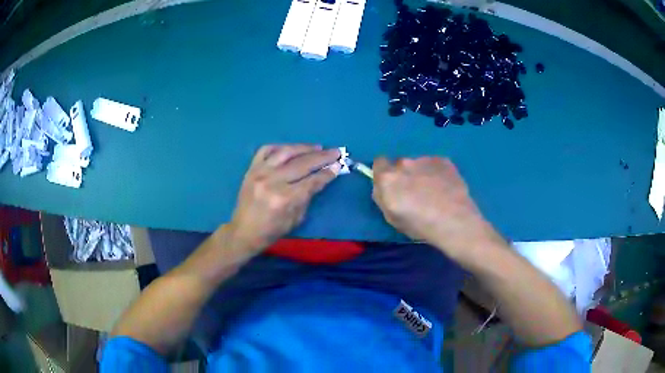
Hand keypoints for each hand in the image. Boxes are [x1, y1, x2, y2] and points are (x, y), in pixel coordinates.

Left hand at [228, 144, 340, 251]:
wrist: (243, 231)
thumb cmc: (272, 231)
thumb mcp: (296, 219)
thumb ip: (307, 196)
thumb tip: (320, 178)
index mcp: (284, 199)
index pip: (311, 181)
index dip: (327, 173)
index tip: (338, 165)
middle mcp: (272, 182)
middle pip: (302, 164)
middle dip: (322, 157)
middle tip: (335, 152)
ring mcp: (259, 172)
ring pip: (285, 152)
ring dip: (304, 147)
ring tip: (317, 147)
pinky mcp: (251, 169)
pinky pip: (266, 150)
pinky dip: (280, 147)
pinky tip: (291, 149)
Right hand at [372, 157, 503, 260]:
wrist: (455, 221)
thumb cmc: (420, 225)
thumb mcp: (391, 218)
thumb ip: (383, 197)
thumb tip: (384, 187)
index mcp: (388, 178)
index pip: (379, 163)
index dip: (384, 173)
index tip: (392, 186)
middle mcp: (404, 163)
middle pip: (399, 164)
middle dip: (404, 175)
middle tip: (415, 192)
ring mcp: (425, 159)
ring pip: (418, 164)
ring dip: (421, 174)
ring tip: (434, 192)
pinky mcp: (443, 160)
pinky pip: (434, 165)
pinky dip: (436, 173)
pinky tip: (445, 188)